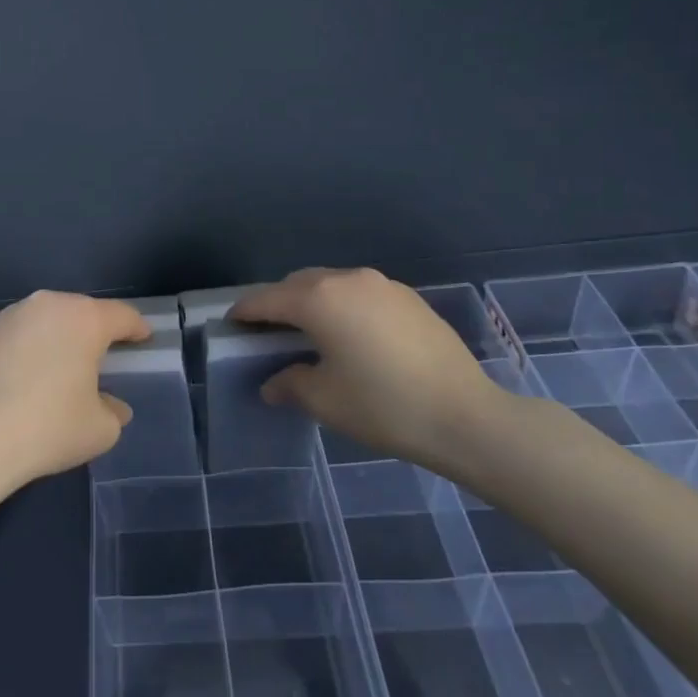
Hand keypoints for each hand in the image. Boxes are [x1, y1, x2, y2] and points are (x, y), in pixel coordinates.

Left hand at [0, 291, 151, 490]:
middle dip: (97, 331)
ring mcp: (12, 316)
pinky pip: (23, 333)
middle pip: (83, 312)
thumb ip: (113, 411)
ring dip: (62, 336)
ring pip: (49, 319)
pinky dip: (34, 347)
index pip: (122, 316)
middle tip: (106, 355)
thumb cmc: (49, 427)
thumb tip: (111, 405)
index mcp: (84, 318)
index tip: (144, 339)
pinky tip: (32, 375)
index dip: (137, 328)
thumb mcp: (100, 429)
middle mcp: (48, 304)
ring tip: (66, 365)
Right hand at [232, 268, 508, 472]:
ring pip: (332, 285)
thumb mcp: (325, 400)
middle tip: (269, 334)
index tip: (231, 325)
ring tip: (311, 334)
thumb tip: (274, 383)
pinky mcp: (409, 298)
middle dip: (278, 304)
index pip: (267, 300)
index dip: (245, 312)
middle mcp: (347, 280)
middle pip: (298, 284)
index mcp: (318, 300)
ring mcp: (382, 285)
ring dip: (313, 302)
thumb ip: (290, 384)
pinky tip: (352, 336)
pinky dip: (344, 307)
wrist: (466, 416)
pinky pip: (360, 294)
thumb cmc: (383, 406)